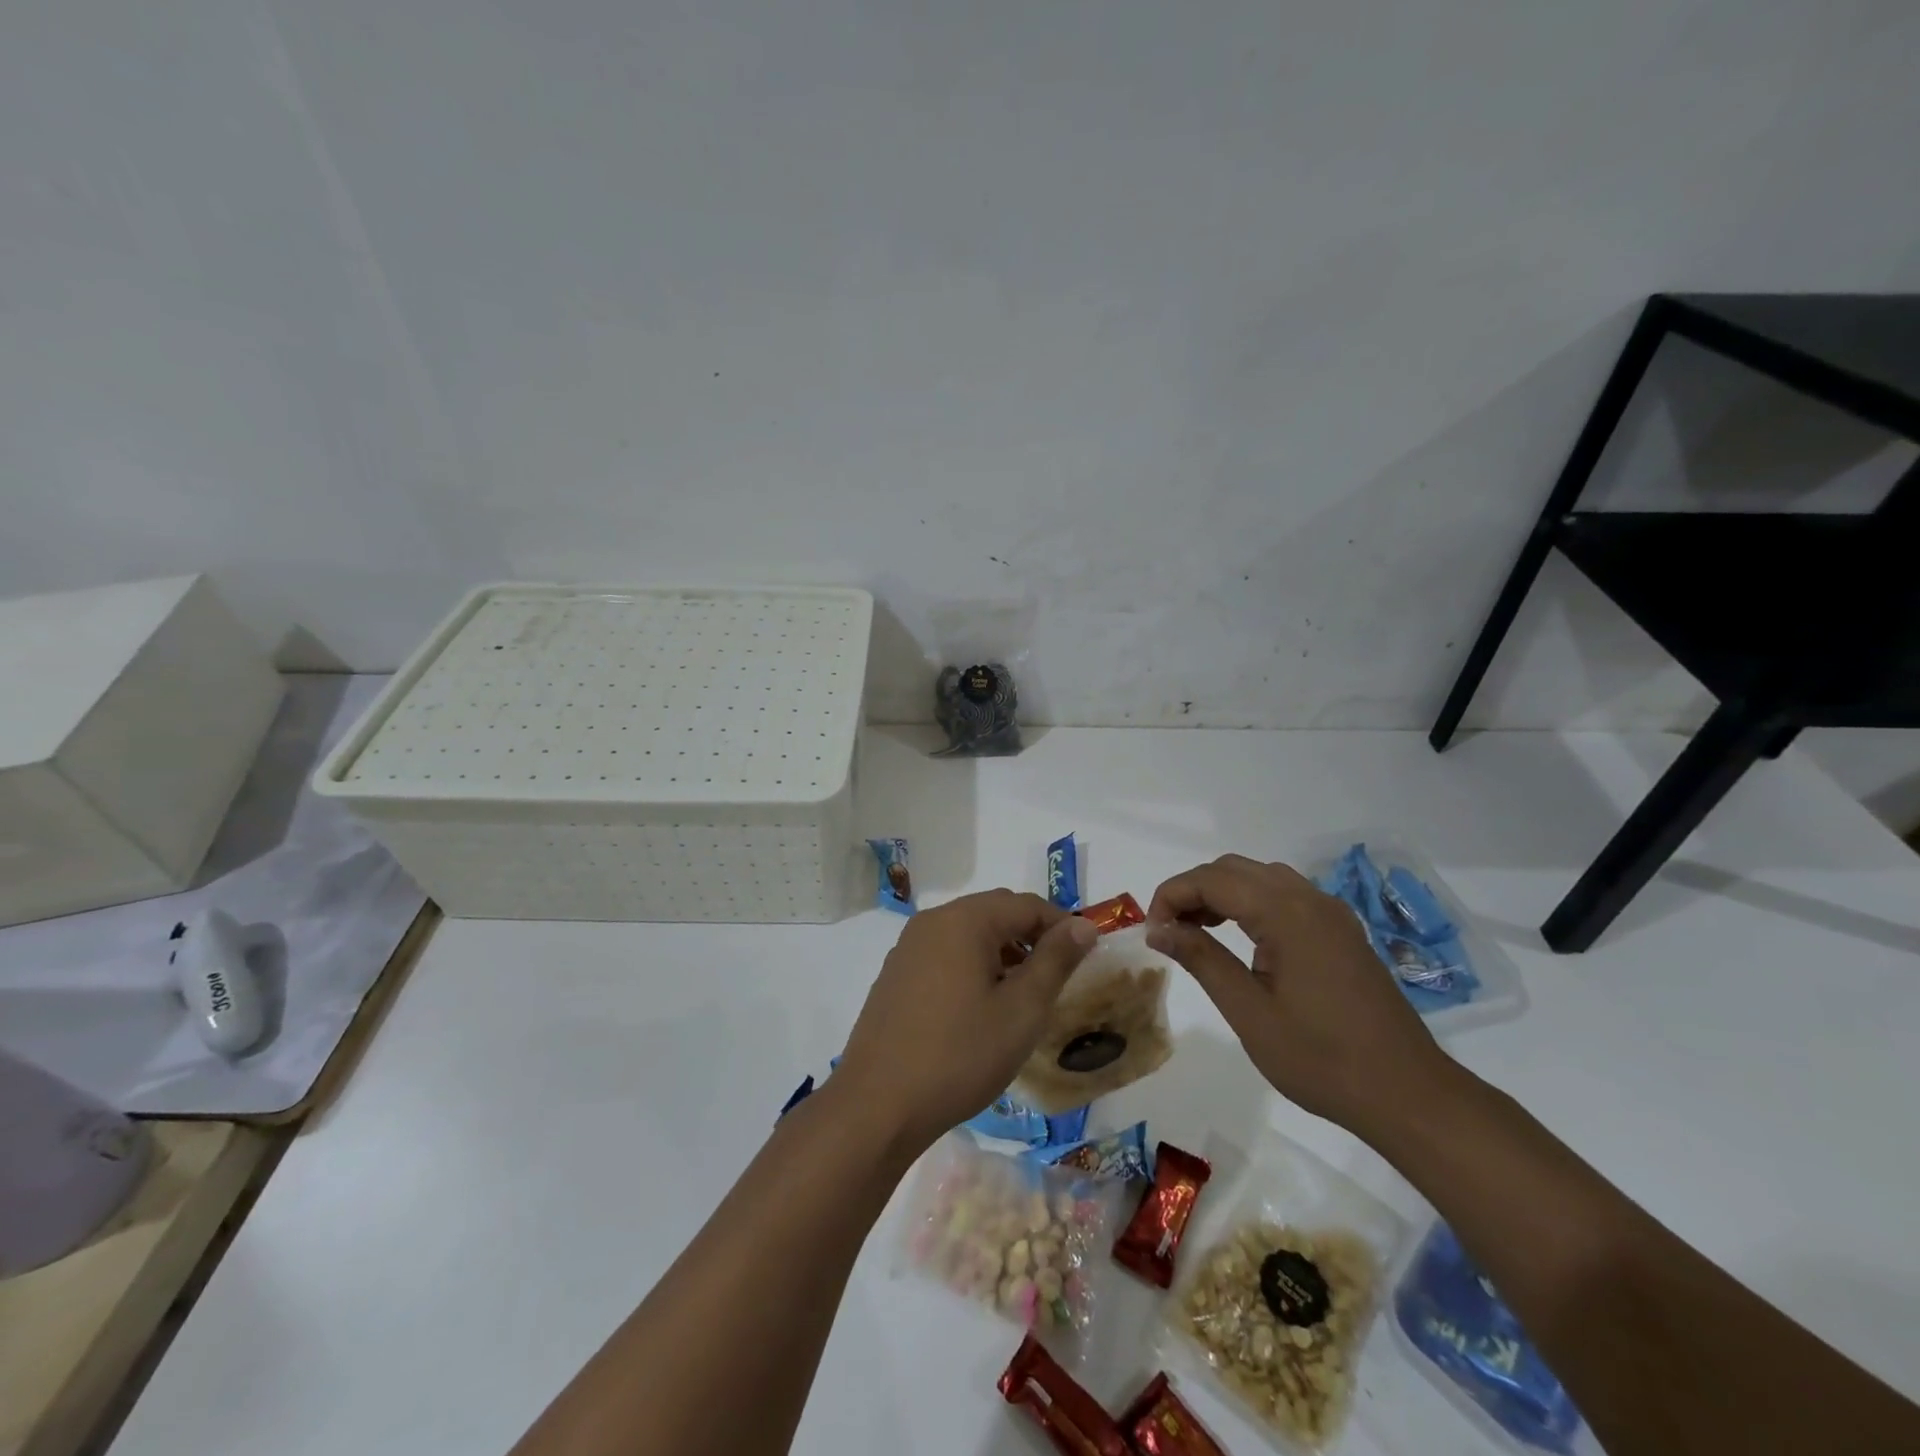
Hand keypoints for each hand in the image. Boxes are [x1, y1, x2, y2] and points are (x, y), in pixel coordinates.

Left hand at [835, 890, 1099, 1156]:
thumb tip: (1083, 924)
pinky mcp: (896, 974)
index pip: (1026, 904)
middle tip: (1057, 978)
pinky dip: (972, 966)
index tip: (1085, 959)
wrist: (878, 1105)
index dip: (1062, 926)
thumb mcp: (1022, 1010)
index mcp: (964, 920)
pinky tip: (981, 1008)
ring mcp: (908, 947)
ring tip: (1023, 996)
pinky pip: (945, 954)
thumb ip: (1056, 960)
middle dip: (1031, 937)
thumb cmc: (960, 1054)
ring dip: (1002, 953)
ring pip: (969, 934)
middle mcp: (933, 921)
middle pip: (995, 912)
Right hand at [1146, 855, 1453, 1137]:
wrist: (1408, 1095)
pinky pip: (1286, 896)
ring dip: (1222, 894)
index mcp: (1287, 914)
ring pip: (1260, 877)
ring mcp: (1331, 913)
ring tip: (1197, 933)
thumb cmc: (1322, 1059)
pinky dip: (1251, 903)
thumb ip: (1202, 960)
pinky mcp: (1342, 932)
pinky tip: (1242, 940)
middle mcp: (1310, 900)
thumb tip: (1159, 928)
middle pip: (1234, 869)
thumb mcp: (1249, 1013)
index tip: (1152, 932)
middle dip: (1193, 890)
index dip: (1172, 896)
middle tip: (1169, 932)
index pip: (1212, 880)